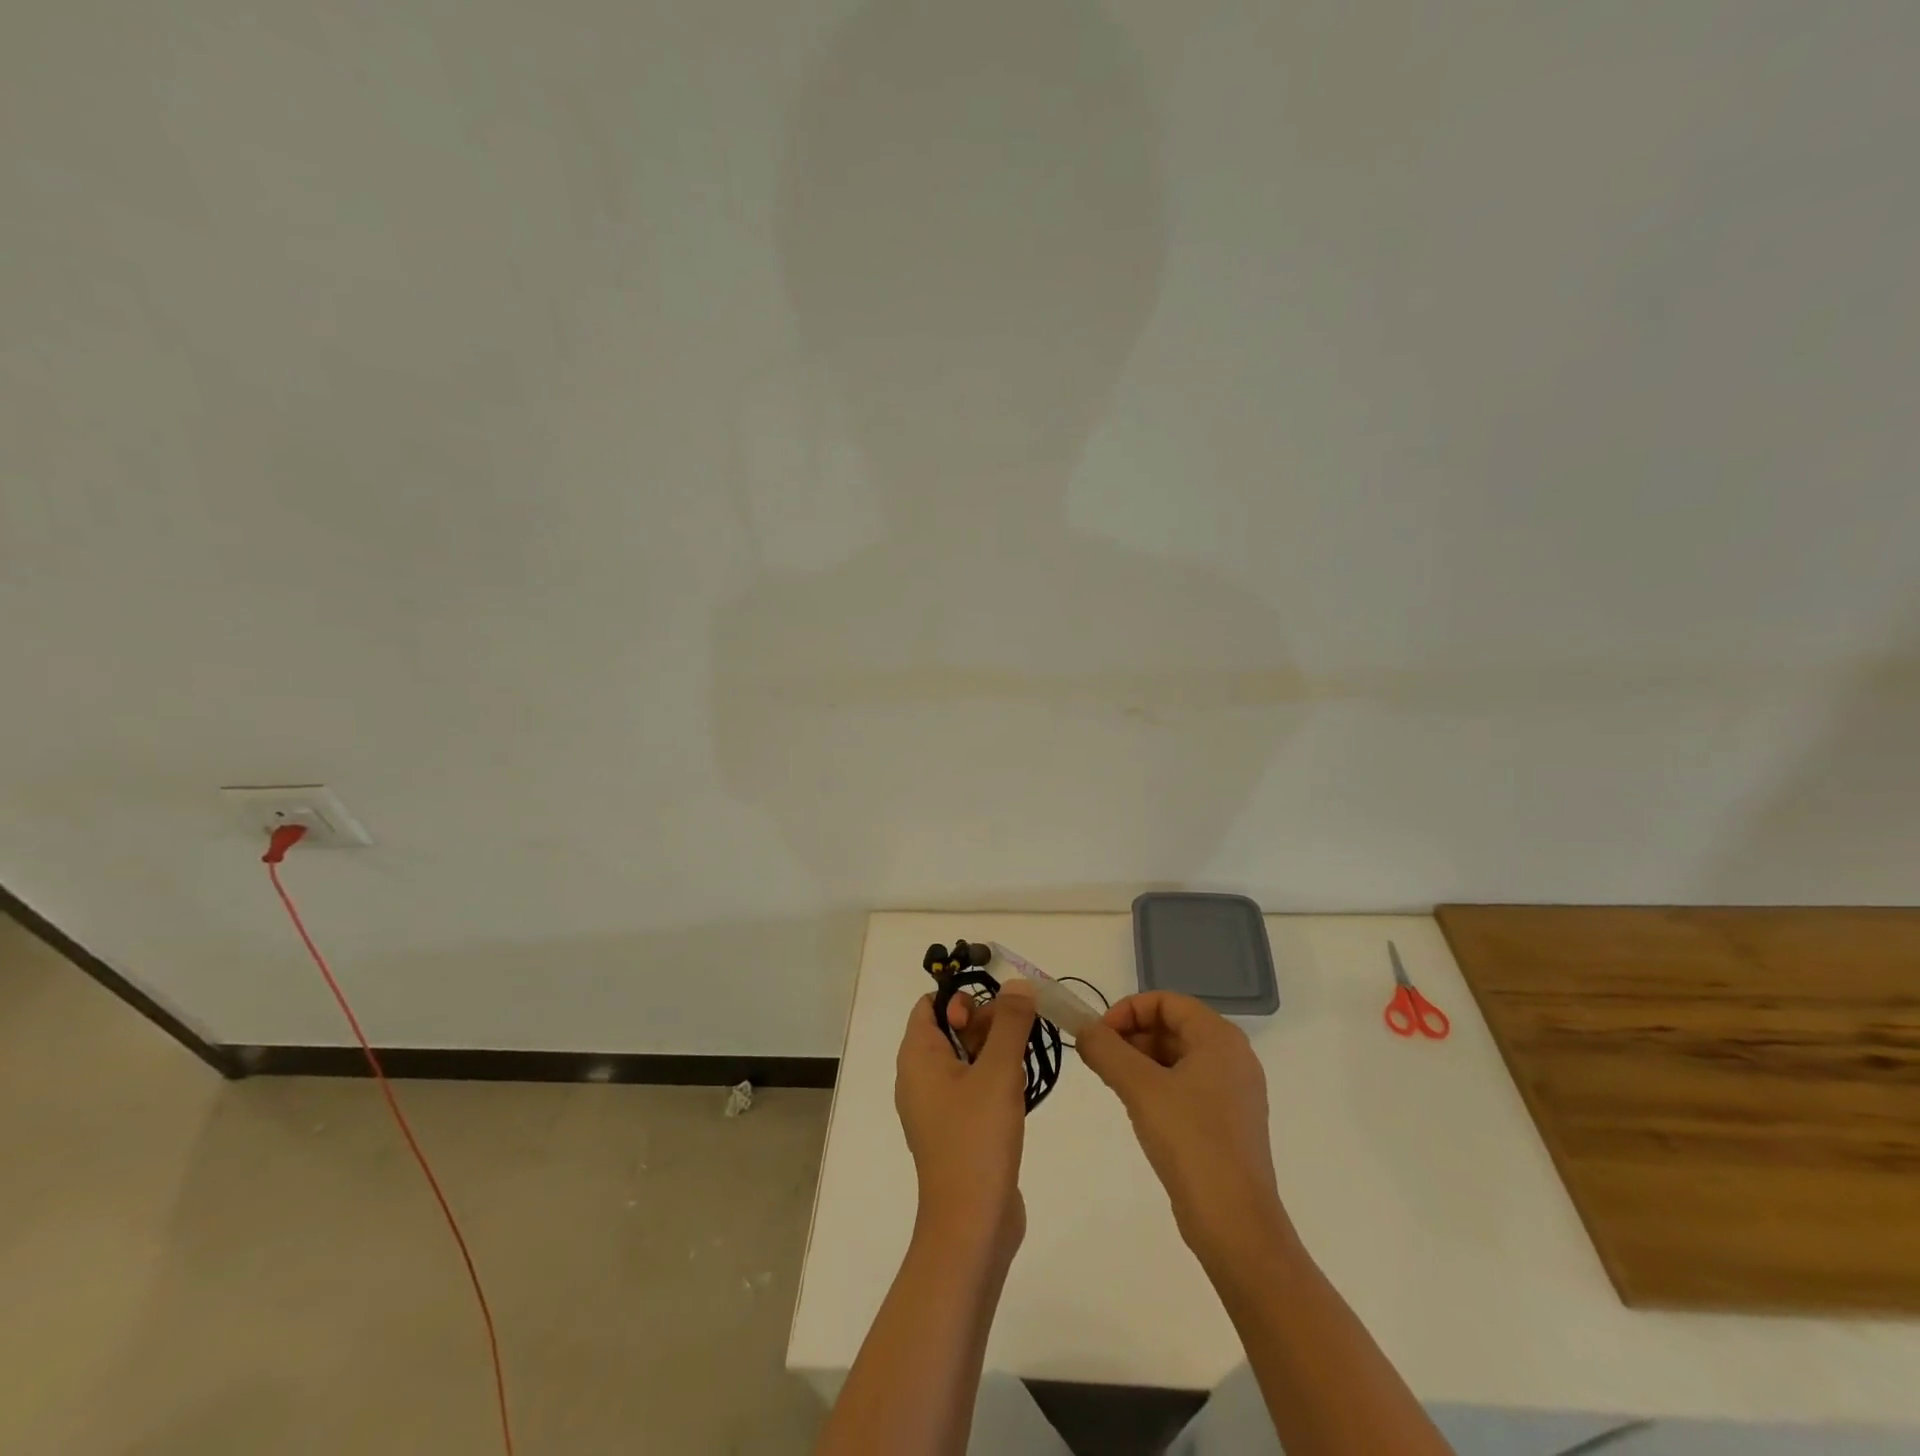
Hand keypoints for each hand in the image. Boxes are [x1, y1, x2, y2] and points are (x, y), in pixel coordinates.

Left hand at [894, 982, 1036, 1259]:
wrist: (972, 1225)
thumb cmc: (977, 1139)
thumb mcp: (998, 1072)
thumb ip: (1010, 1023)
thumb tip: (1018, 985)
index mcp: (917, 1057)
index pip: (931, 1005)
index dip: (962, 999)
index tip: (995, 1011)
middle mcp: (920, 1077)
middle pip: (951, 1029)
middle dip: (987, 1024)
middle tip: (1018, 1036)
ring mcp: (938, 1107)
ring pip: (967, 1059)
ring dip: (997, 1053)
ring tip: (1022, 1065)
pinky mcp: (956, 1130)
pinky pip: (973, 1088)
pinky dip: (995, 1081)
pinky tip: (1020, 1093)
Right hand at [1076, 992, 1293, 1267]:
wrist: (1235, 1224)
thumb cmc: (1190, 1141)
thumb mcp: (1140, 1088)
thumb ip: (1106, 1050)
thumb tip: (1083, 1029)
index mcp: (1220, 1038)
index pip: (1166, 1001)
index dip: (1128, 1010)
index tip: (1100, 1036)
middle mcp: (1233, 1057)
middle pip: (1172, 1026)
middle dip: (1132, 1036)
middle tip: (1101, 1060)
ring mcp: (1234, 1092)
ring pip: (1177, 1057)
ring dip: (1141, 1061)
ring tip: (1114, 1084)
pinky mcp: (1228, 1123)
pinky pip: (1187, 1085)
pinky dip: (1158, 1085)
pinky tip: (1138, 1108)